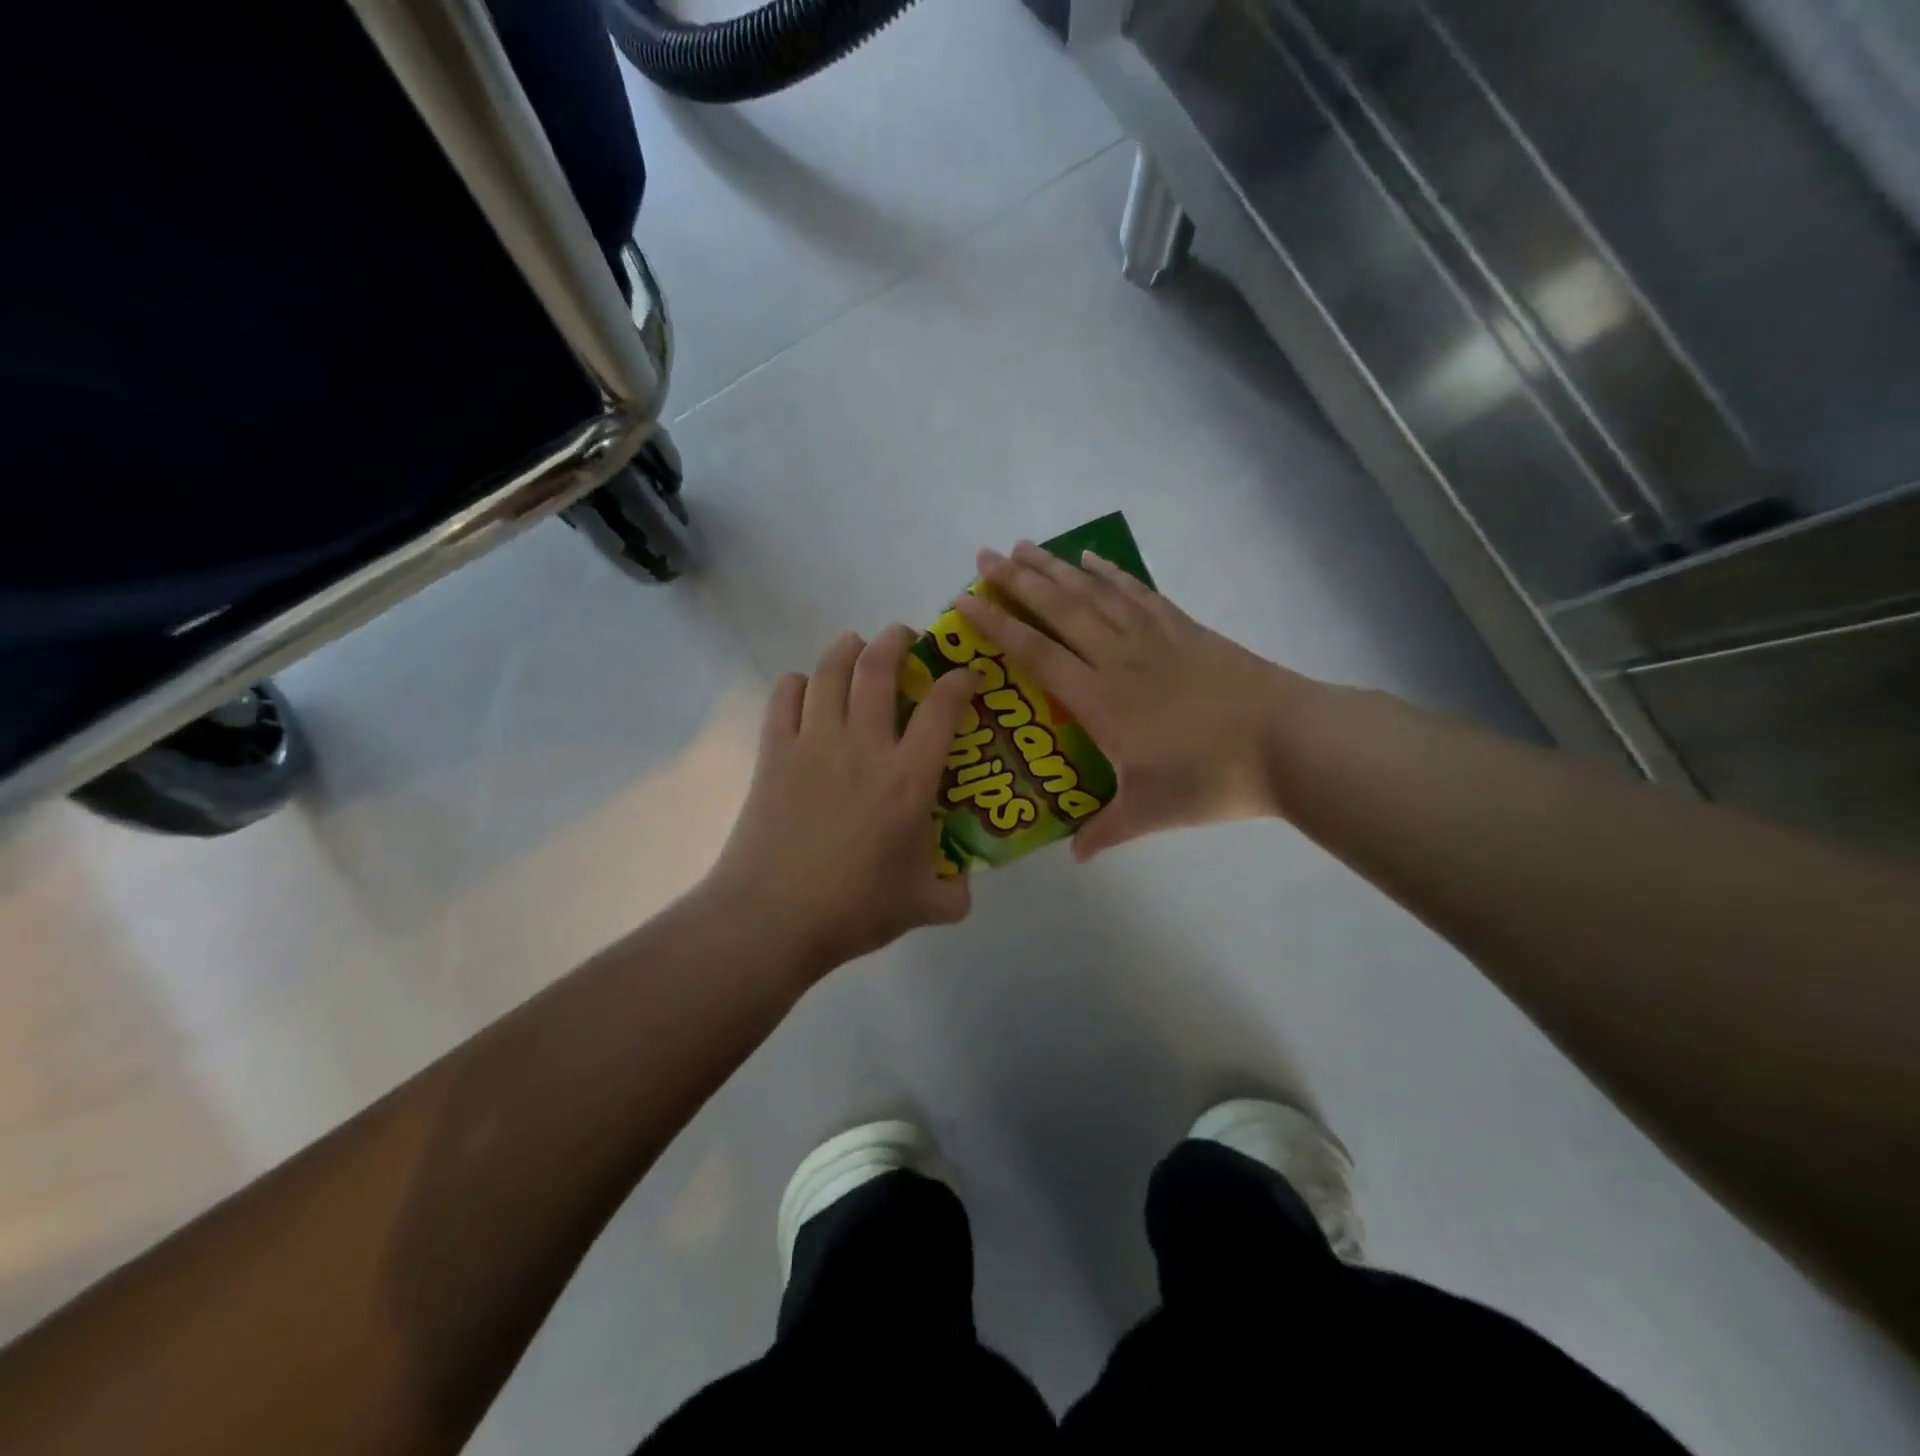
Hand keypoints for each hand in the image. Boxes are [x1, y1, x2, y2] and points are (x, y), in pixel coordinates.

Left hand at [704, 625, 978, 979]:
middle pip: (878, 668)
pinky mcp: (773, 754)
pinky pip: (784, 698)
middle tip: (905, 636)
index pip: (943, 708)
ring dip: (847, 648)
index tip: (967, 676)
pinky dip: (797, 683)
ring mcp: (813, 745)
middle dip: (896, 640)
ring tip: (855, 644)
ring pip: (829, 671)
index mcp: (908, 779)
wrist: (771, 919)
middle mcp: (863, 747)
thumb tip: (964, 885)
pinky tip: (805, 688)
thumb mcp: (922, 907)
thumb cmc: (852, 910)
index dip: (960, 681)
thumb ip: (954, 894)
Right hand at [955, 542, 1306, 859]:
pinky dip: (1112, 573)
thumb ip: (1105, 831)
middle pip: (1059, 609)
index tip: (964, 602)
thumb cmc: (1212, 778)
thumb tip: (1075, 856)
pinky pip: (1138, 592)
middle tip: (984, 556)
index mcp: (1101, 699)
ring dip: (1056, 567)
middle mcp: (1119, 658)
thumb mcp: (1151, 812)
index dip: (997, 626)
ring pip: (1094, 593)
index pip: (1036, 654)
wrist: (1288, 741)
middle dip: (1017, 581)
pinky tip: (1093, 559)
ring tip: (1025, 546)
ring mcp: (1154, 637)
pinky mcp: (1185, 629)